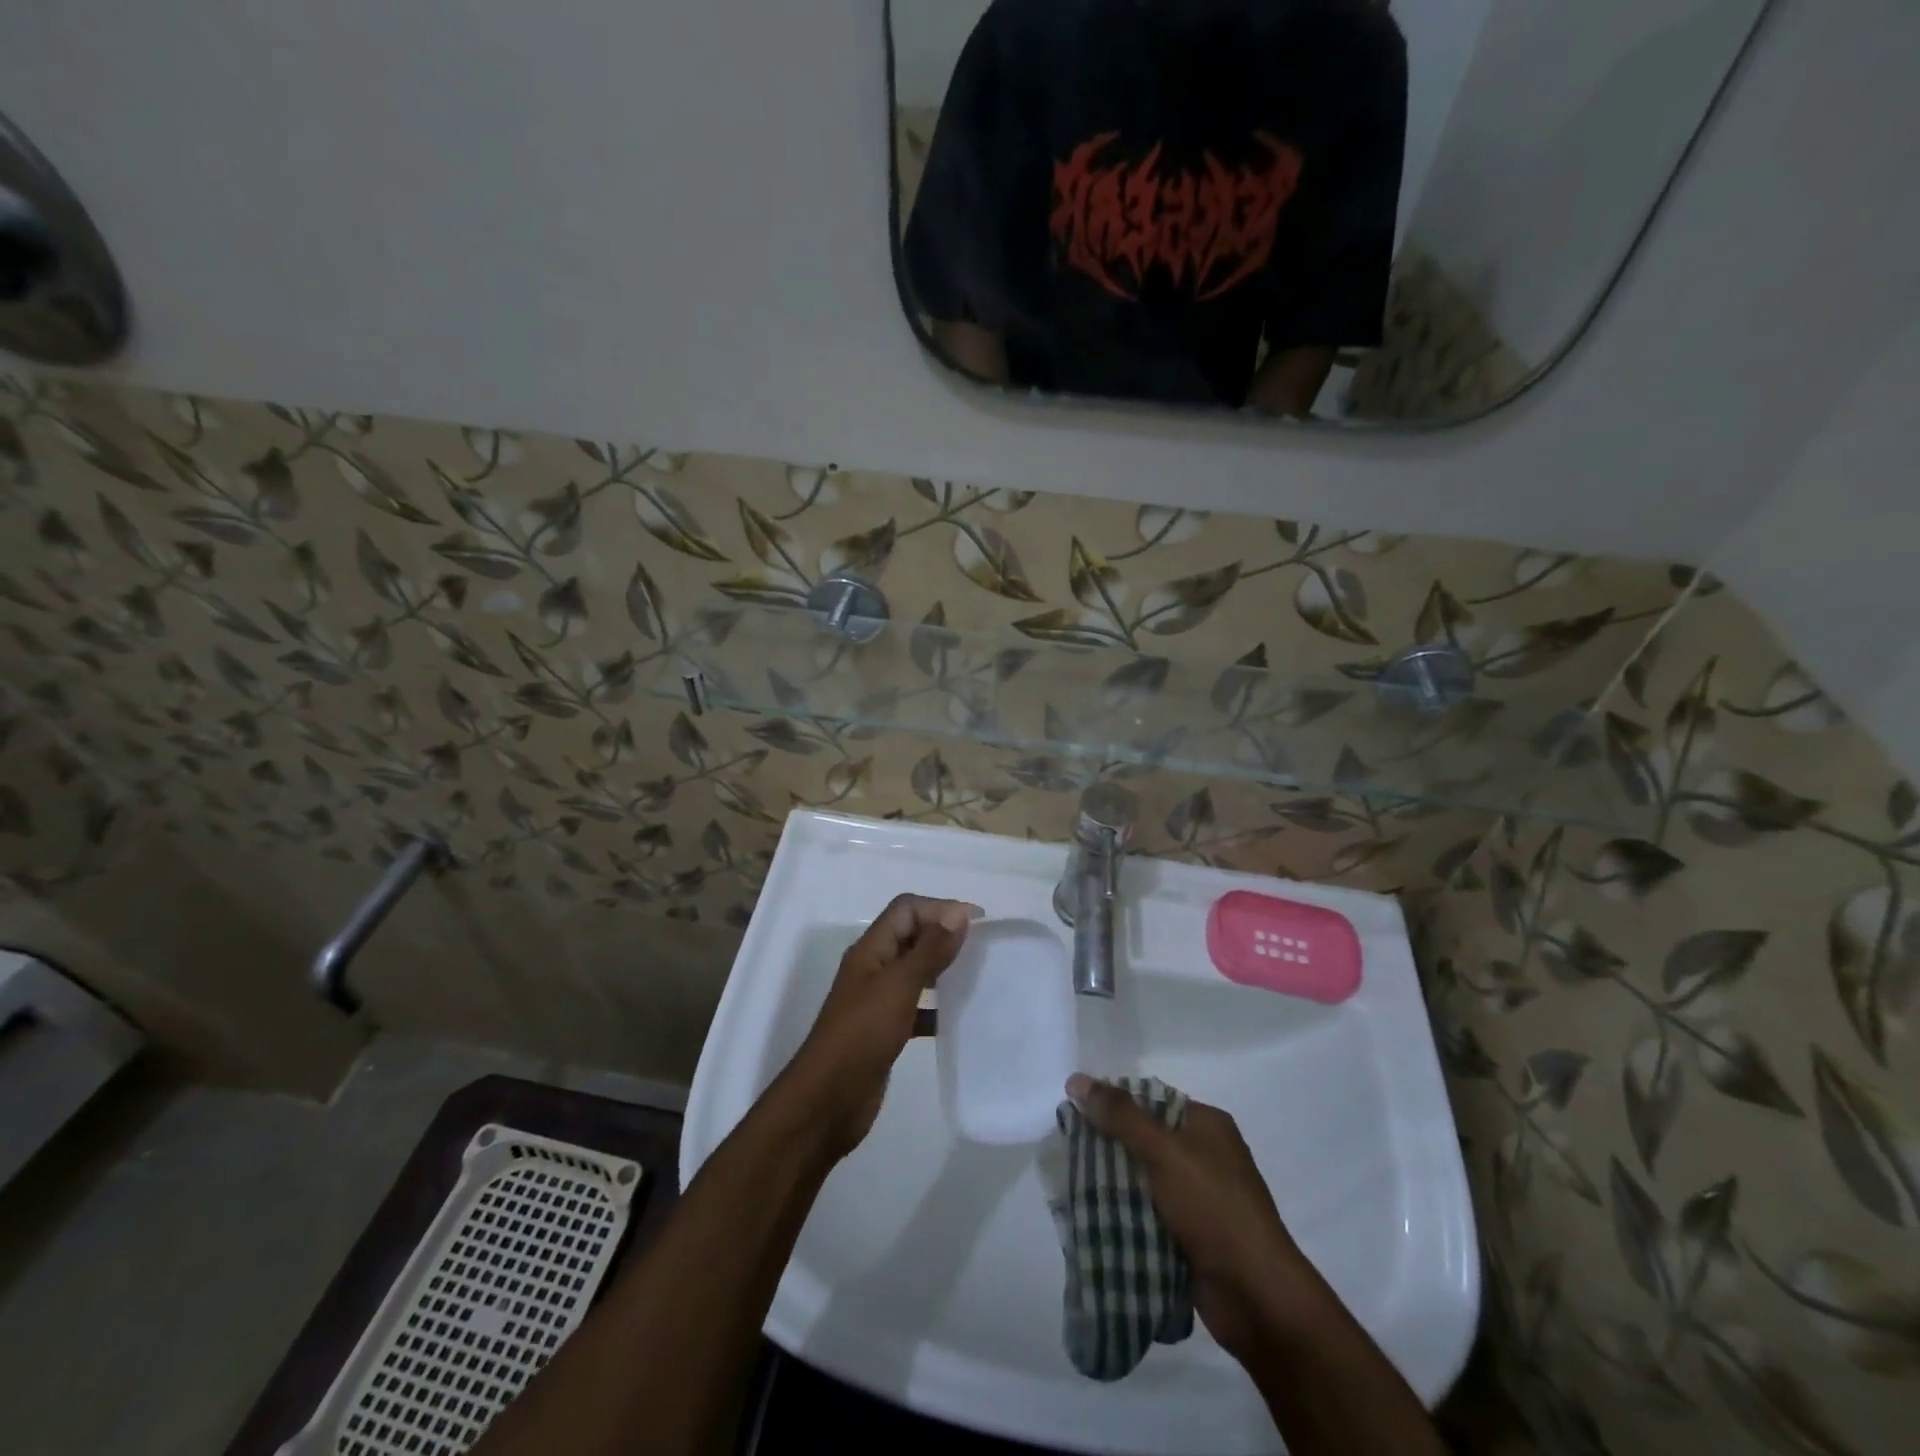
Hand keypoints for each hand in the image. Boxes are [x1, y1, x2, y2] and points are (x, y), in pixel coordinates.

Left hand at [784, 894, 978, 1156]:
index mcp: (871, 949)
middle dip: (945, 934)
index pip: (906, 909)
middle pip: (911, 935)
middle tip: (984, 947)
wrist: (828, 1101)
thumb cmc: (862, 1035)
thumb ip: (929, 950)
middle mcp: (874, 968)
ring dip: (943, 968)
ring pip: (916, 970)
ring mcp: (878, 999)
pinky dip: (937, 1006)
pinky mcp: (886, 1029)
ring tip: (977, 976)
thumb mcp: (898, 987)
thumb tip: (959, 913)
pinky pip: (917, 1006)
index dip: (940, 907)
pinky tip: (959, 1017)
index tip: (979, 922)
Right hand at [1066, 1075, 1309, 1359]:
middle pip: (1145, 1139)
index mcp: (1207, 1125)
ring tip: (1072, 1185)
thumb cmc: (1213, 1208)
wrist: (1256, 1296)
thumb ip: (1120, 1116)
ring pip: (1144, 1180)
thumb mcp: (1164, 1151)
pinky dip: (1126, 1215)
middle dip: (1109, 1146)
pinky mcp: (1192, 1236)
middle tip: (1068, 1152)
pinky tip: (1094, 1218)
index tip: (1076, 1114)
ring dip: (1114, 1184)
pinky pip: (1150, 1214)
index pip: (1150, 1100)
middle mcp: (1205, 1155)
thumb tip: (1076, 1080)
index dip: (1113, 1104)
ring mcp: (1200, 1198)